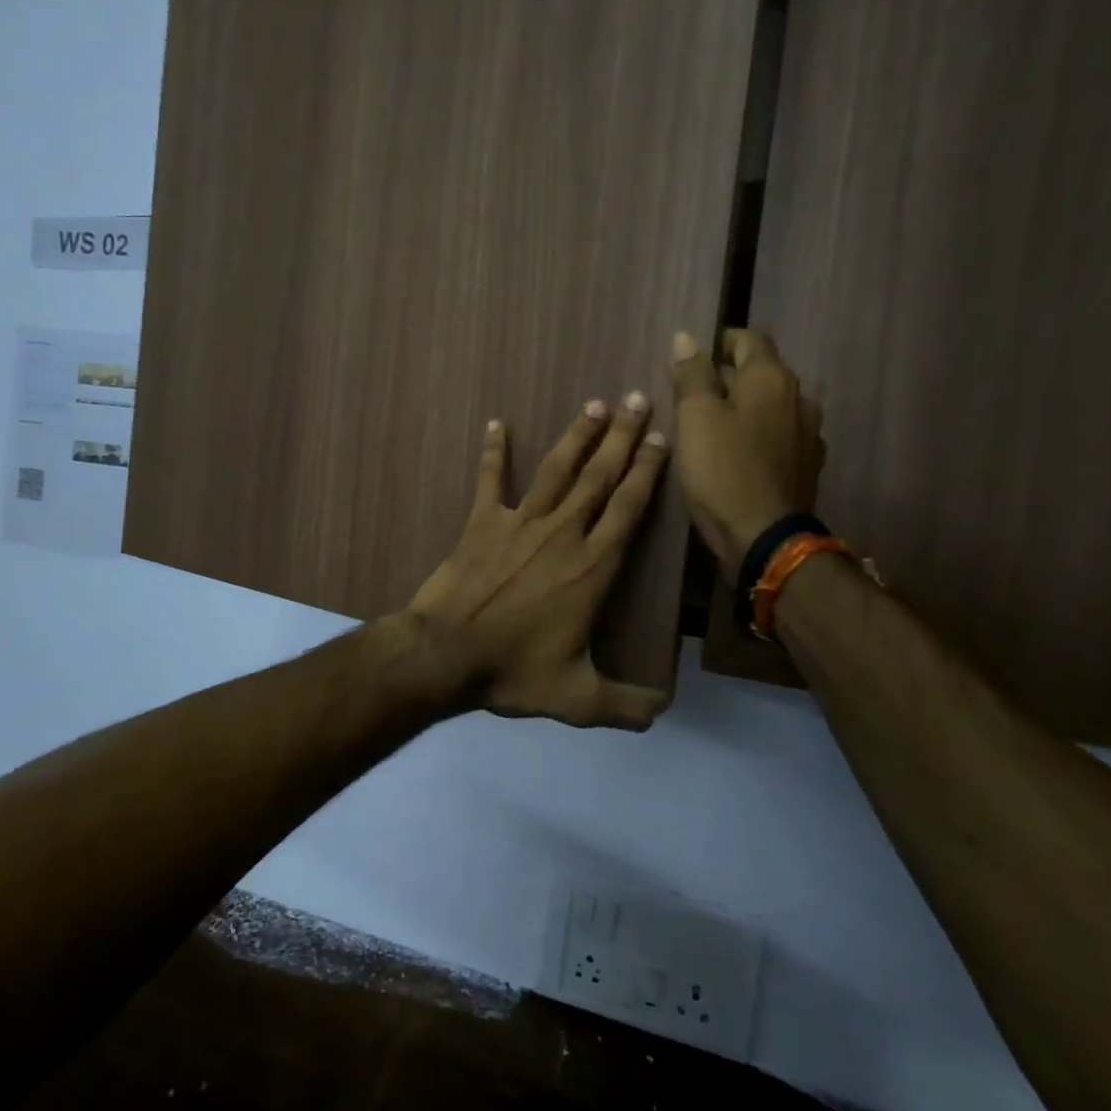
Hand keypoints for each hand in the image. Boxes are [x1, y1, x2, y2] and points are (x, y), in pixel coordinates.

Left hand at [405, 394, 671, 729]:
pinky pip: (489, 479)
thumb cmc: (513, 672)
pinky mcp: (481, 522)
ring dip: (577, 434)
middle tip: (636, 398)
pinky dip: (493, 450)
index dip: (647, 471)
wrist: (445, 654)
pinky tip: (496, 423)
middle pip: (599, 476)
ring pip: (555, 469)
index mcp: (592, 567)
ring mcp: (519, 523)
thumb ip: (625, 705)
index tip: (660, 438)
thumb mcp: (578, 699)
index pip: (629, 508)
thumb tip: (664, 712)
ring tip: (594, 403)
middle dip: (621, 436)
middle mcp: (562, 534)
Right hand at [670, 328, 825, 580]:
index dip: (719, 342)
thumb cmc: (722, 469)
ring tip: (712, 426)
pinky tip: (737, 454)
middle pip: (761, 372)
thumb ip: (692, 374)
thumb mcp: (695, 417)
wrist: (765, 536)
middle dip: (728, 376)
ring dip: (744, 407)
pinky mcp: (807, 464)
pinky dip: (757, 434)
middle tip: (692, 396)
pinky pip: (778, 435)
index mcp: (772, 378)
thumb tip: (686, 337)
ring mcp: (809, 433)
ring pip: (770, 405)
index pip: (748, 339)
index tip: (692, 359)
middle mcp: (799, 397)